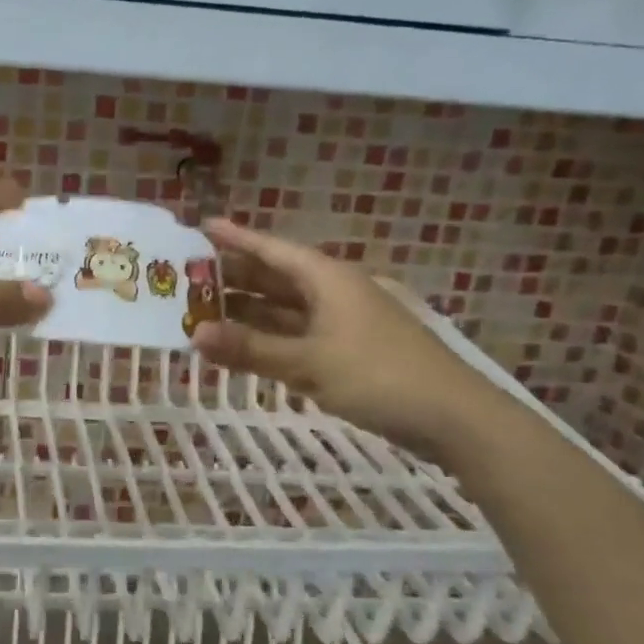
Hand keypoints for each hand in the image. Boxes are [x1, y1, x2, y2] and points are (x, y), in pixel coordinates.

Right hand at [193, 218, 504, 459]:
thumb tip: (195, 335)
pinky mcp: (348, 351)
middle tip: (189, 278)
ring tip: (204, 312)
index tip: (202, 226)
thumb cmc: (378, 376)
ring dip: (248, 311)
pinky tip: (244, 347)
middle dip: (235, 277)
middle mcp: (333, 293)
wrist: (453, 417)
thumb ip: (250, 349)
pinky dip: (269, 338)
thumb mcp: (308, 362)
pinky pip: (296, 334)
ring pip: (285, 309)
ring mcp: (342, 322)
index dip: (237, 238)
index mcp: (326, 279)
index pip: (272, 250)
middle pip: (276, 277)